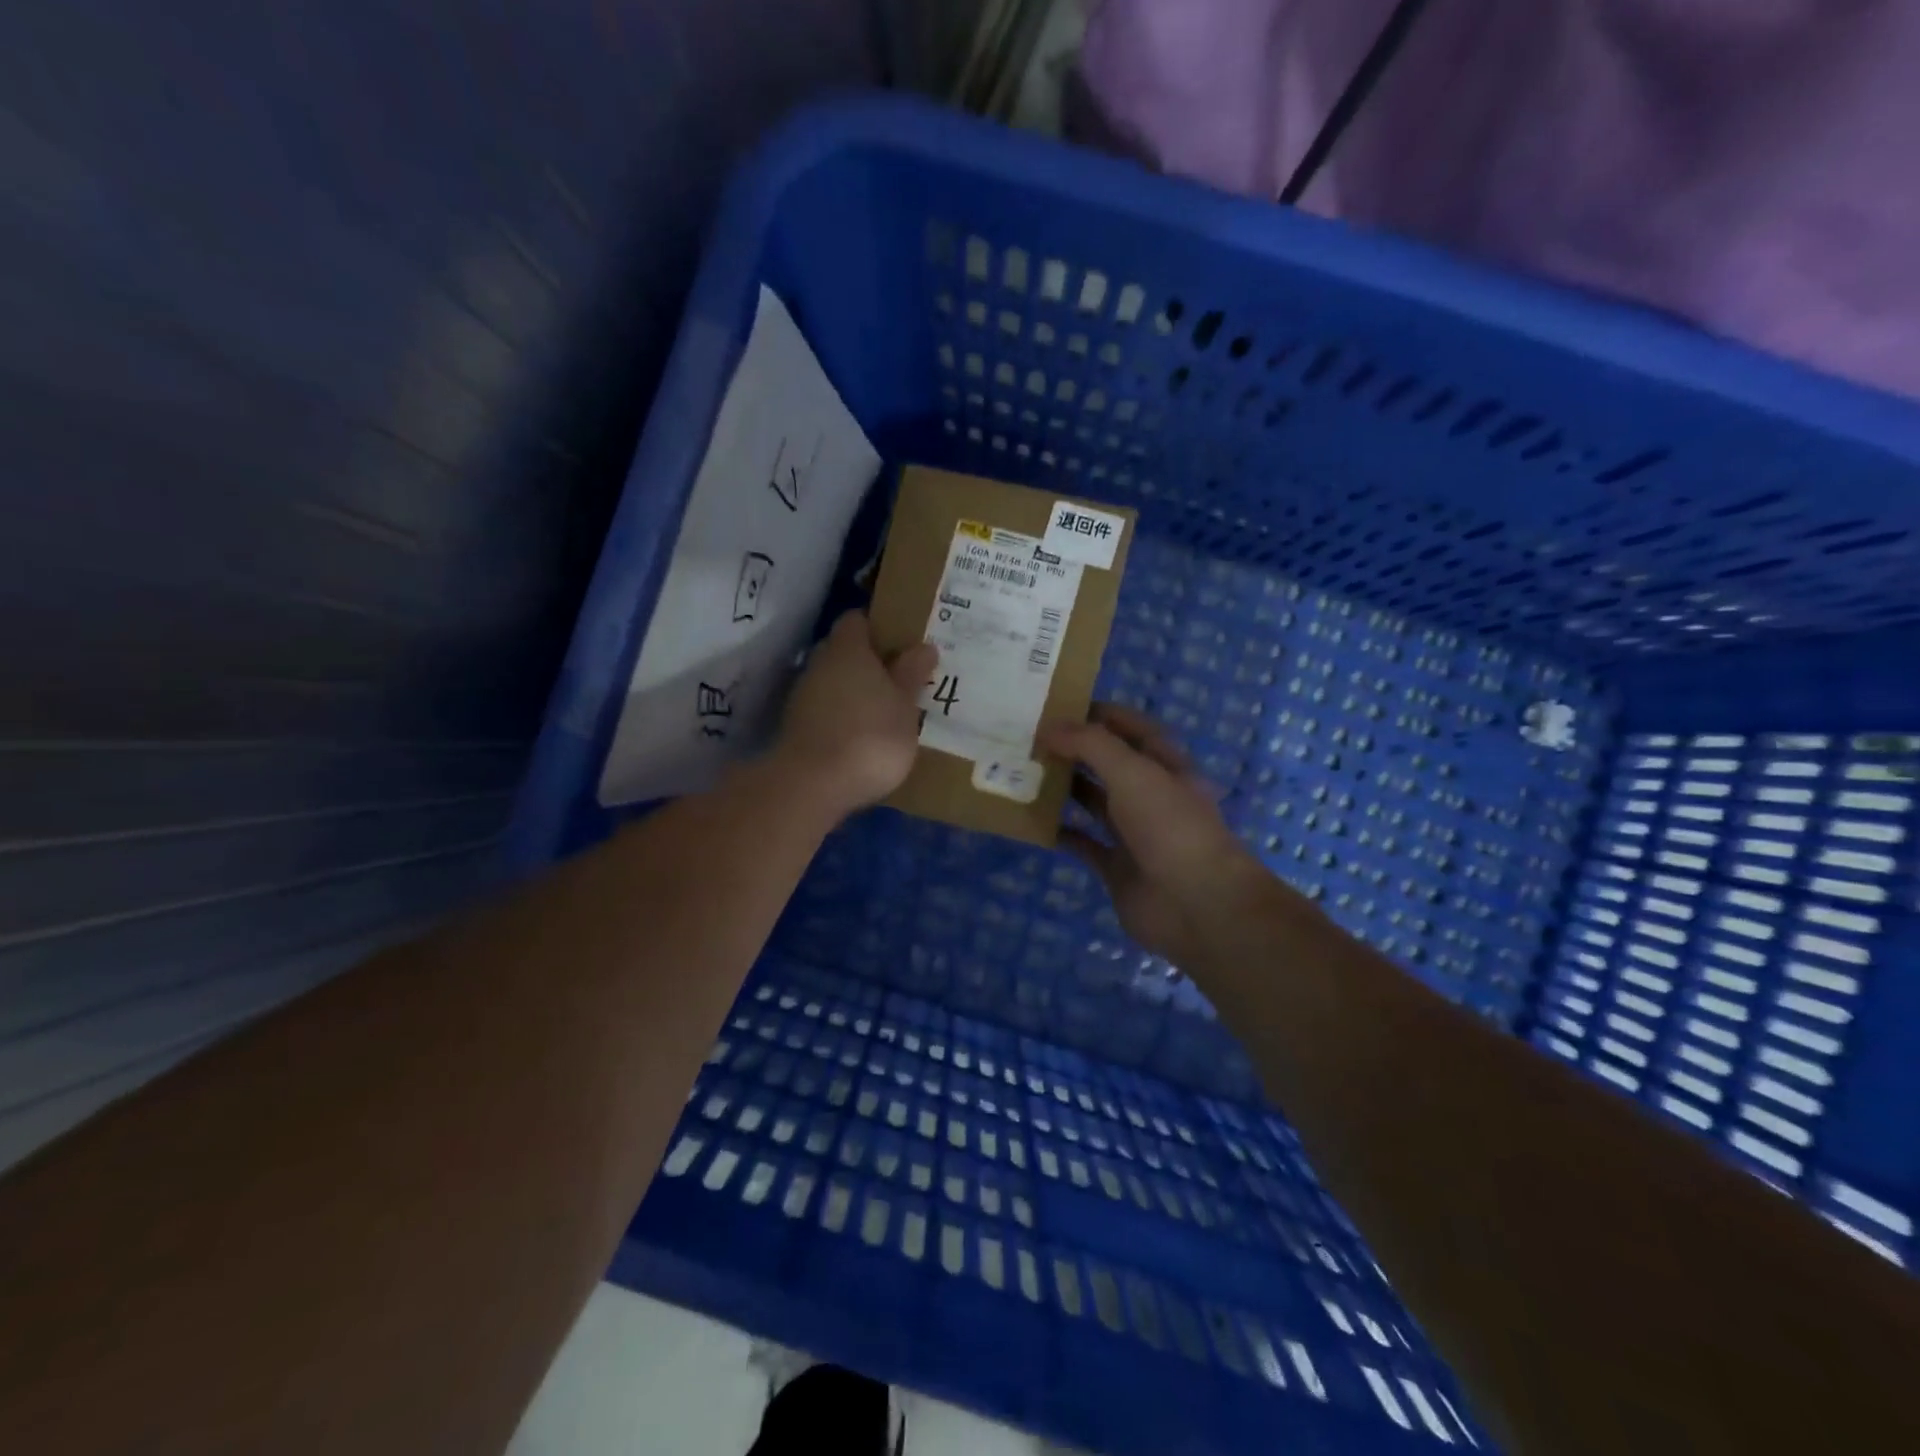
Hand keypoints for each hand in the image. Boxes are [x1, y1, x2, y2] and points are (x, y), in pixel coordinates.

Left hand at [775, 611, 936, 816]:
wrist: (813, 785)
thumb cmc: (870, 735)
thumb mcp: (905, 706)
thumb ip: (912, 674)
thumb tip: (923, 646)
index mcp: (847, 648)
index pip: (857, 620)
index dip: (878, 627)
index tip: (902, 642)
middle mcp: (820, 663)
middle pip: (844, 651)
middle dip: (869, 661)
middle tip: (900, 677)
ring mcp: (803, 696)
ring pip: (833, 682)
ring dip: (855, 691)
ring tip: (885, 710)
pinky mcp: (796, 727)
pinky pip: (825, 710)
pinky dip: (842, 716)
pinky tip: (863, 736)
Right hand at [1039, 704, 1260, 963]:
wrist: (1196, 904)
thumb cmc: (1170, 826)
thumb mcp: (1133, 772)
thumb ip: (1090, 745)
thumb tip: (1048, 728)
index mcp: (1165, 766)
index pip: (1132, 729)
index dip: (1101, 714)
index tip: (1058, 706)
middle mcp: (1150, 795)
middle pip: (1109, 764)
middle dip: (1074, 750)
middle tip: (1030, 738)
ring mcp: (1134, 833)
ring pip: (1093, 802)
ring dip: (1064, 788)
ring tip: (1024, 771)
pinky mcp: (1116, 867)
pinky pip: (1083, 843)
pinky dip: (1060, 833)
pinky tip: (1032, 821)